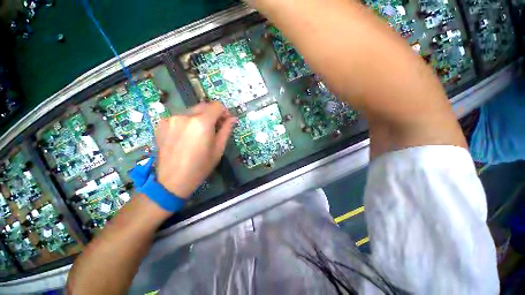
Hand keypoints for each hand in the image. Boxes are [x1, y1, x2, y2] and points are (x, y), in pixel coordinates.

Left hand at [155, 102, 234, 197]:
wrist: (172, 181)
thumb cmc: (200, 166)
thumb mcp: (218, 149)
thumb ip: (226, 130)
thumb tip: (232, 119)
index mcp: (202, 123)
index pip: (217, 106)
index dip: (224, 112)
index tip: (226, 120)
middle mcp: (185, 116)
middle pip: (204, 106)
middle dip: (212, 114)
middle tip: (215, 127)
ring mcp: (171, 118)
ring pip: (191, 111)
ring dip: (199, 118)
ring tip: (199, 133)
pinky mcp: (161, 124)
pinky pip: (179, 117)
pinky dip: (187, 122)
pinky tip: (186, 135)